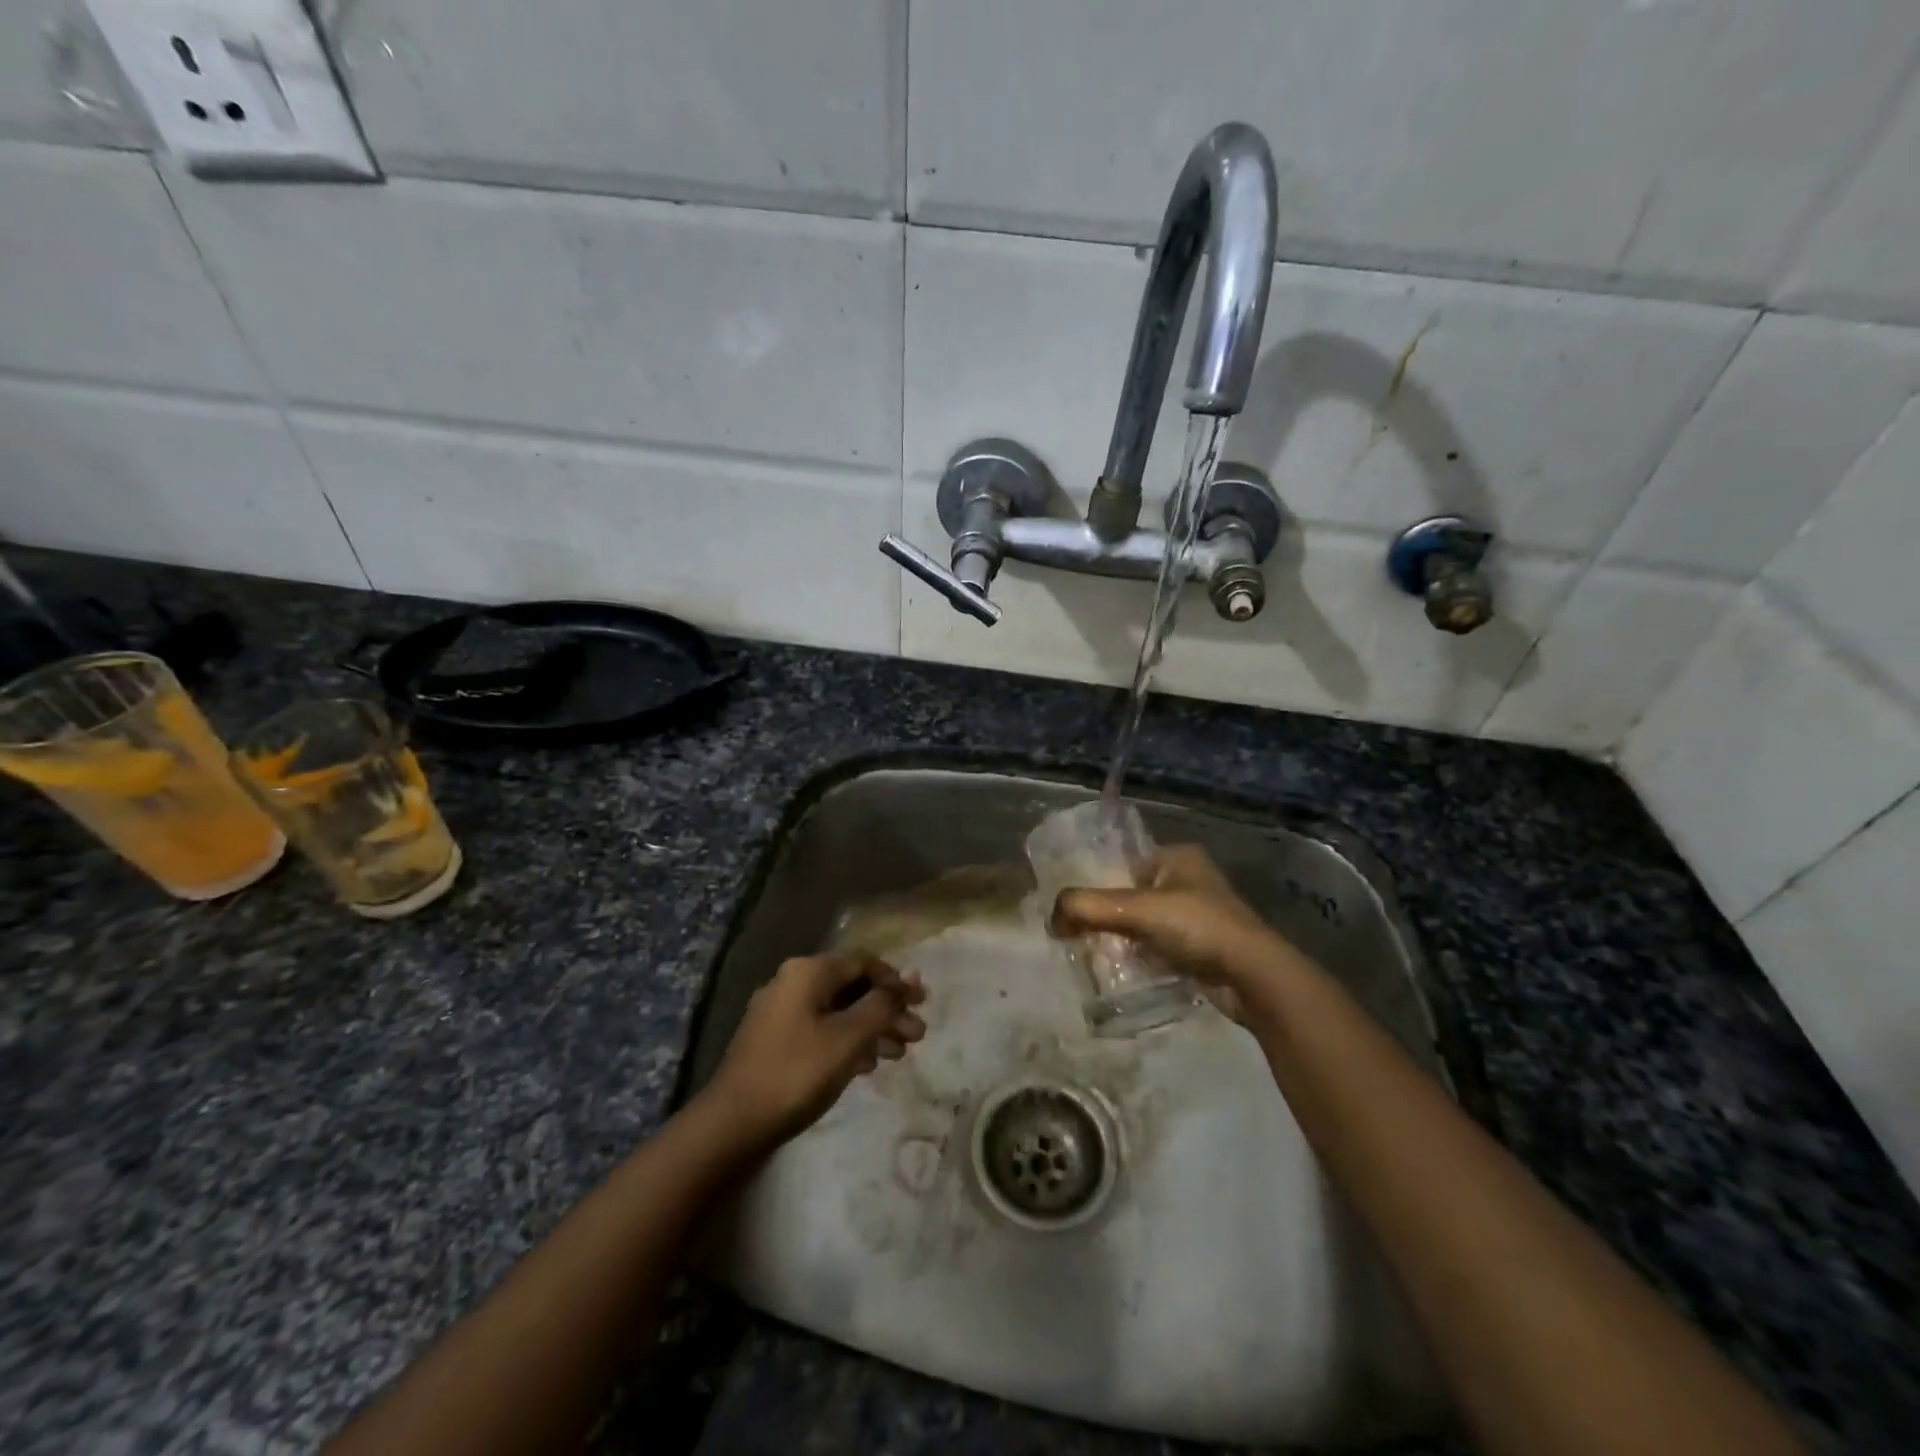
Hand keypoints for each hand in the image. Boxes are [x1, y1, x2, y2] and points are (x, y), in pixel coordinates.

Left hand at [702, 954, 926, 1149]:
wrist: (733, 1124)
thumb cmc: (797, 1073)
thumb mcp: (848, 1037)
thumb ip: (881, 1005)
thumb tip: (908, 978)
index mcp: (808, 971)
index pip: (864, 963)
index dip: (897, 982)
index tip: (923, 1003)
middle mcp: (792, 982)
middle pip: (852, 988)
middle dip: (887, 1011)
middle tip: (917, 1036)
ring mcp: (780, 1012)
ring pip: (838, 1012)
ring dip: (871, 1029)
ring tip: (899, 1055)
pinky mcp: (774, 1041)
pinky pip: (821, 1030)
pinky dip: (847, 1042)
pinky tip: (867, 1066)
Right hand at [1050, 844, 1298, 1004]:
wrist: (1254, 977)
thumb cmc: (1197, 928)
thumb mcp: (1136, 910)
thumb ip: (1087, 908)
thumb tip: (1051, 920)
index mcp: (1177, 857)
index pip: (1123, 862)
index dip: (1096, 882)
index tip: (1072, 907)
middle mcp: (1189, 880)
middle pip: (1131, 894)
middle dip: (1107, 915)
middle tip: (1079, 934)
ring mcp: (1199, 915)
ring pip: (1145, 923)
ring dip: (1122, 938)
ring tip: (1094, 954)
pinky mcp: (1203, 948)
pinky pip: (1159, 946)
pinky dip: (1141, 957)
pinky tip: (1124, 971)